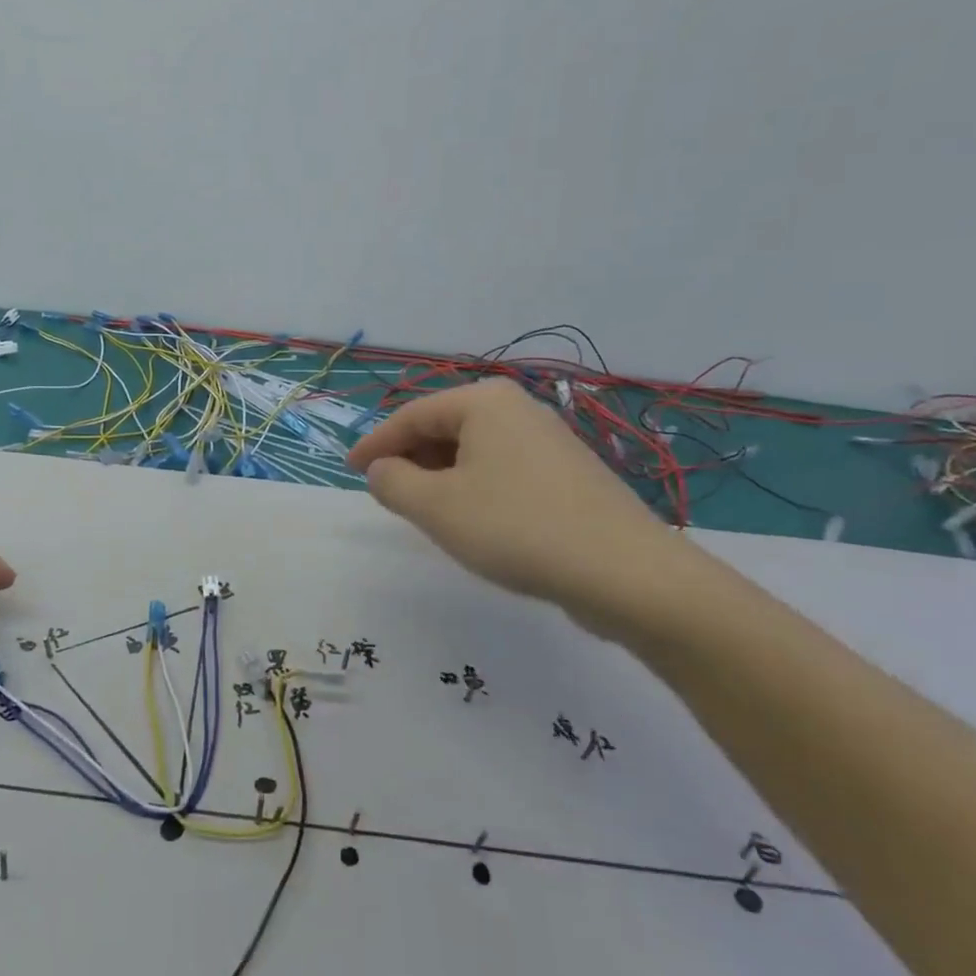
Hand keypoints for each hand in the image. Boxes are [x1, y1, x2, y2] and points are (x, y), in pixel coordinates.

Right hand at [346, 381, 684, 632]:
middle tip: (386, 493)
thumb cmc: (516, 529)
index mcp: (483, 402)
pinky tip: (474, 520)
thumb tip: (381, 470)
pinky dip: (474, 487)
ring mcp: (548, 440)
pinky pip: (502, 469)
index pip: (411, 415)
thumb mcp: (435, 507)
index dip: (375, 443)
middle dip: (410, 459)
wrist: (625, 573)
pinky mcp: (568, 473)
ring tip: (424, 511)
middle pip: (444, 427)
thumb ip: (392, 482)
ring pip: (474, 450)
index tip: (350, 469)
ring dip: (441, 476)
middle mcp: (517, 409)